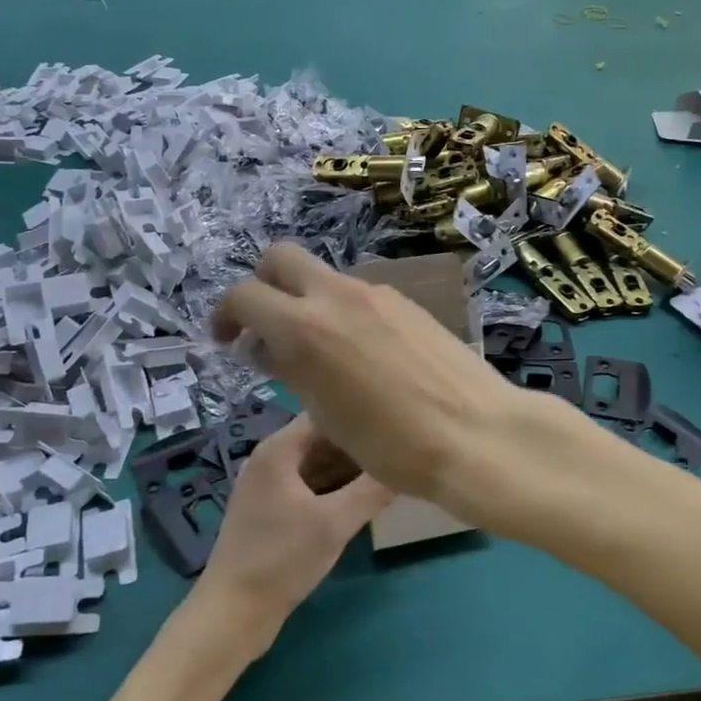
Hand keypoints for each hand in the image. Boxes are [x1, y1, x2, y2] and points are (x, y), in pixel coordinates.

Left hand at [194, 414, 390, 650]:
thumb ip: (373, 490)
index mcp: (279, 449)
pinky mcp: (271, 511)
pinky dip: (335, 488)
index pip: (326, 413)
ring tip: (389, 471)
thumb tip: (408, 463)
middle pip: (323, 438)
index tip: (395, 422)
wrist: (232, 615)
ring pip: (318, 464)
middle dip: (359, 444)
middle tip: (399, 449)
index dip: (360, 415)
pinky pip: (310, 486)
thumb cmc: (281, 560)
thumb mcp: (335, 524)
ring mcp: (268, 486)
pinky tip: (364, 498)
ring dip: (350, 468)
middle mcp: (270, 459)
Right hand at [211, 243, 549, 517]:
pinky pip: (359, 293)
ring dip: (307, 300)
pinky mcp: (407, 301)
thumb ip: (289, 369)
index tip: (227, 340)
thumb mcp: (325, 414)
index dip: (225, 315)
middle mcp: (337, 295)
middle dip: (263, 284)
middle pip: (281, 257)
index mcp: (305, 326)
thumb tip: (266, 347)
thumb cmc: (391, 443)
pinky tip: (361, 353)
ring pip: (324, 276)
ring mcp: (377, 293)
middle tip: (265, 327)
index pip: (244, 295)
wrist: (475, 433)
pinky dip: (342, 310)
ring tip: (319, 352)